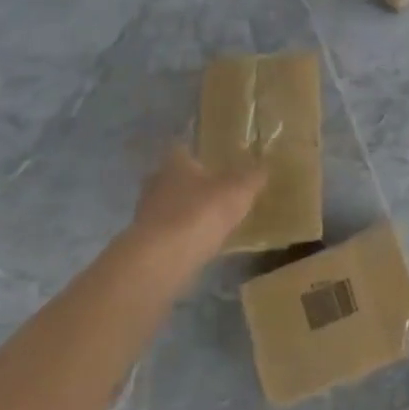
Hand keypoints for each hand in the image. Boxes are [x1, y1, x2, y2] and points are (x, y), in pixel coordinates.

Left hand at [129, 145, 265, 269]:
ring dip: (186, 211)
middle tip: (215, 191)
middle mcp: (155, 182)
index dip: (198, 154)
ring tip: (210, 220)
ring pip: (169, 205)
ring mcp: (145, 213)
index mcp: (174, 162)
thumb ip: (252, 177)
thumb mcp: (239, 190)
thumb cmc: (200, 213)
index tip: (215, 162)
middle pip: (174, 178)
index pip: (183, 149)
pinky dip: (181, 235)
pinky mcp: (144, 242)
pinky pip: (167, 232)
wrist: (162, 260)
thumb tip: (264, 166)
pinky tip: (198, 243)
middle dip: (192, 184)